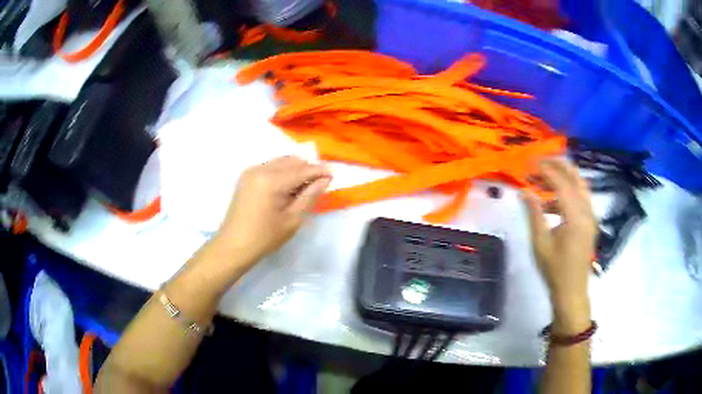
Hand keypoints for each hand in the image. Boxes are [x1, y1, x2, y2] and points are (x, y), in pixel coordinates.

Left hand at [214, 156, 331, 266]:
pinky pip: (271, 166)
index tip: (334, 173)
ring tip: (303, 187)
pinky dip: (282, 172)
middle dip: (307, 169)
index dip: (320, 171)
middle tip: (318, 184)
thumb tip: (325, 179)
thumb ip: (310, 196)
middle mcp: (261, 169)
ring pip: (281, 161)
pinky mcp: (247, 176)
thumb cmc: (265, 237)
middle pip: (292, 160)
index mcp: (272, 181)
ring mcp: (251, 171)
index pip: (302, 169)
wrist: (234, 244)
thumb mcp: (293, 219)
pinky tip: (286, 188)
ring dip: (295, 169)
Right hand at [523, 159, 596, 333]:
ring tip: (545, 177)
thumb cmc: (555, 269)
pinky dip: (569, 190)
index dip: (546, 170)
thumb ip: (534, 213)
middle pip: (575, 177)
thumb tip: (525, 191)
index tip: (530, 163)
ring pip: (580, 185)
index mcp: (575, 216)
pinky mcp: (590, 221)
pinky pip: (582, 196)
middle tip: (540, 162)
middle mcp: (587, 211)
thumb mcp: (540, 243)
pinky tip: (553, 200)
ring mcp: (591, 216)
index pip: (562, 183)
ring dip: (564, 176)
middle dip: (558, 166)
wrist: (572, 290)